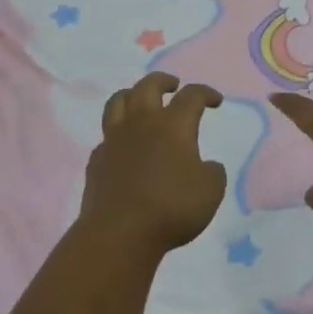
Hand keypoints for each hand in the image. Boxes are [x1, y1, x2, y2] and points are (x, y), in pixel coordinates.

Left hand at [80, 73, 226, 255]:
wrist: (120, 232)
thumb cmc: (171, 207)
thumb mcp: (211, 191)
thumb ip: (213, 172)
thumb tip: (207, 165)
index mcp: (173, 124)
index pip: (192, 96)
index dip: (205, 93)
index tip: (215, 100)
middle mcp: (142, 122)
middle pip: (149, 86)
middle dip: (163, 81)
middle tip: (173, 85)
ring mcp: (114, 138)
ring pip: (118, 101)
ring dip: (132, 94)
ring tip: (140, 100)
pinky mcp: (97, 159)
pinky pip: (106, 135)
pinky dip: (117, 133)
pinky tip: (123, 144)